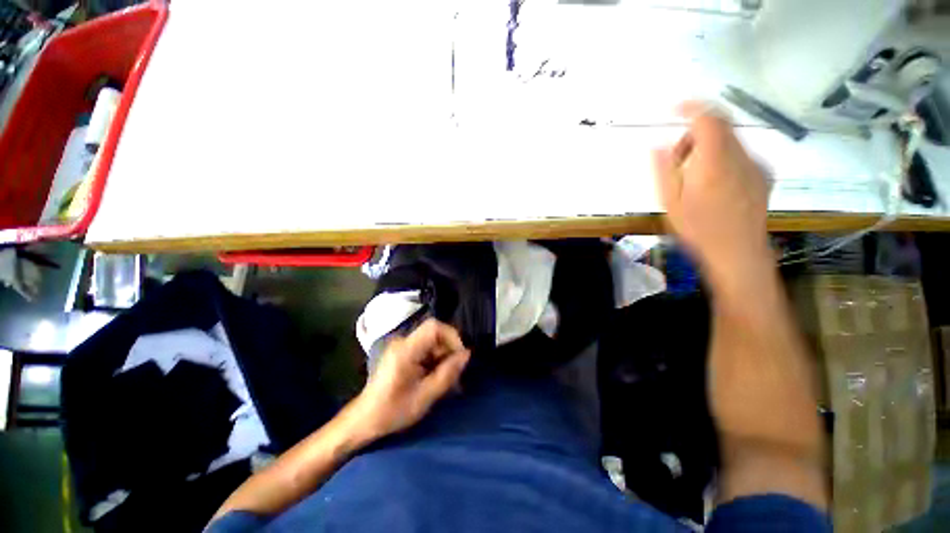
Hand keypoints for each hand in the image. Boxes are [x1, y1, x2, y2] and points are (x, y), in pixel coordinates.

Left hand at [353, 319, 470, 440]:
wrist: (365, 420)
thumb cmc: (393, 411)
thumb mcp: (425, 396)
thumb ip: (448, 373)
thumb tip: (467, 354)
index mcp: (406, 350)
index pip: (434, 327)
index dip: (452, 336)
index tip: (460, 356)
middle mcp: (403, 341)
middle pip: (435, 333)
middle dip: (449, 350)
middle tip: (455, 373)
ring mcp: (402, 345)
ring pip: (432, 341)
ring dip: (443, 356)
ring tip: (447, 378)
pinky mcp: (403, 352)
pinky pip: (426, 348)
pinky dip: (435, 360)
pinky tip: (435, 377)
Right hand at [652, 101, 772, 287]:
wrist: (738, 254)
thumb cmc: (698, 230)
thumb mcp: (670, 202)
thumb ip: (663, 170)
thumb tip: (657, 146)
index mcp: (714, 162)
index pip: (709, 119)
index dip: (692, 107)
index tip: (675, 108)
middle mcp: (740, 157)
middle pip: (720, 127)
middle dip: (694, 135)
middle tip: (677, 159)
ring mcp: (756, 166)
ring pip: (730, 141)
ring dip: (707, 148)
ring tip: (693, 176)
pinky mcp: (763, 176)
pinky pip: (741, 155)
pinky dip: (723, 158)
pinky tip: (714, 185)